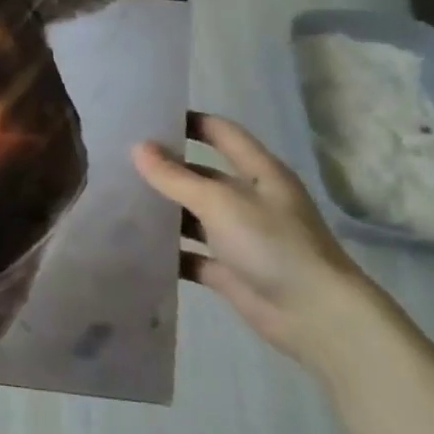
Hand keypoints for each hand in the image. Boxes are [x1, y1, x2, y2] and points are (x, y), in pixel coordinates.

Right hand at [133, 113, 389, 377]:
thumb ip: (175, 177)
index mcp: (260, 174)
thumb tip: (138, 147)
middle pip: (203, 175)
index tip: (148, 116)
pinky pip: (191, 254)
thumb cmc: (273, 245)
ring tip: (118, 199)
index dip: (190, 122)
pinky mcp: (230, 270)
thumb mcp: (220, 203)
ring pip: (194, 216)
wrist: (315, 317)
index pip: (222, 134)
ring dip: (164, 211)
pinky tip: (135, 245)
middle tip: (119, 161)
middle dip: (166, 169)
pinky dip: (169, 251)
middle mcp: (251, 200)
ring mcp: (240, 237)